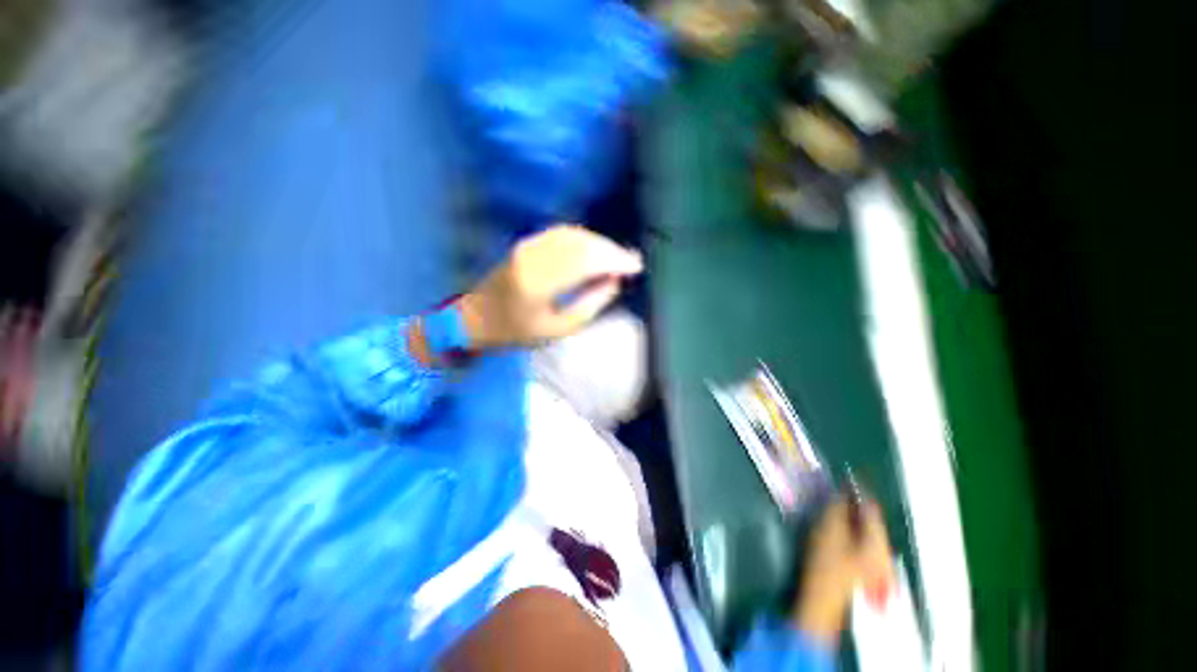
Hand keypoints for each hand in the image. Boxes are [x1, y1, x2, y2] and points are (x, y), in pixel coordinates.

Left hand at [457, 225, 642, 348]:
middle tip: (632, 261)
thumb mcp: (557, 329)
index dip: (614, 261)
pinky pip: (562, 234)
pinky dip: (584, 239)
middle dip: (611, 250)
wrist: (476, 318)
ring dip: (600, 243)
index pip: (586, 261)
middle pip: (582, 244)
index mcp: (540, 283)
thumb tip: (614, 282)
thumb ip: (589, 305)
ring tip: (618, 257)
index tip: (636, 267)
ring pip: (574, 235)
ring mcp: (528, 246)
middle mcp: (534, 257)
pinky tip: (595, 249)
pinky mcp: (527, 243)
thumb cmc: (517, 332)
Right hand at [793, 494, 893, 646]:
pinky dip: (853, 530)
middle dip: (854, 503)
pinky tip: (840, 528)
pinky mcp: (868, 570)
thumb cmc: (827, 564)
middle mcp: (884, 550)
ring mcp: (878, 563)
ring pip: (868, 530)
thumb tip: (841, 492)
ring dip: (852, 516)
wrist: (823, 601)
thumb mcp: (828, 530)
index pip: (871, 506)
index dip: (858, 489)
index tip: (846, 476)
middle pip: (872, 519)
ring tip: (835, 507)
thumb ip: (836, 507)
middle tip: (837, 492)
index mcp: (877, 540)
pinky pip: (864, 541)